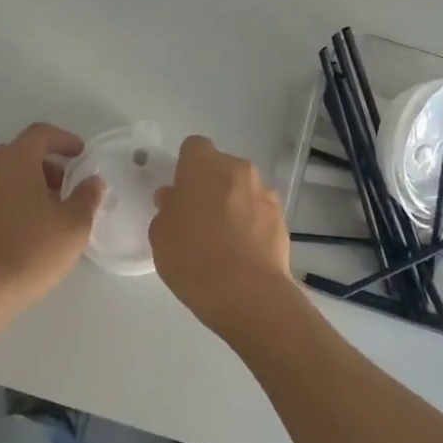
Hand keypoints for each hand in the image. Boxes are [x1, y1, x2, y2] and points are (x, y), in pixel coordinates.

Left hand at [0, 123, 104, 306]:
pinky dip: (8, 208)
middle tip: (65, 187)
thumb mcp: (74, 224)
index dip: (63, 139)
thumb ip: (87, 196)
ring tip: (47, 213)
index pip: (40, 133)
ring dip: (26, 187)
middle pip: (19, 154)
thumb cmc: (33, 249)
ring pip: (2, 179)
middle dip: (45, 165)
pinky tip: (21, 234)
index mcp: (16, 161)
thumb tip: (92, 181)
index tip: (80, 154)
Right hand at [150, 136, 297, 338]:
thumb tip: (176, 199)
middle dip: (210, 185)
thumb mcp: (161, 235)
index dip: (186, 167)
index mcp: (203, 165)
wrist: (247, 294)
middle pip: (221, 167)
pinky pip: (259, 212)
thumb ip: (167, 209)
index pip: (193, 147)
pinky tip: (241, 252)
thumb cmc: (193, 258)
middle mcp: (237, 170)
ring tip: (222, 239)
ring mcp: (264, 193)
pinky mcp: (282, 219)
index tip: (180, 192)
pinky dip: (251, 224)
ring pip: (242, 189)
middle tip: (198, 217)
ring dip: (233, 204)